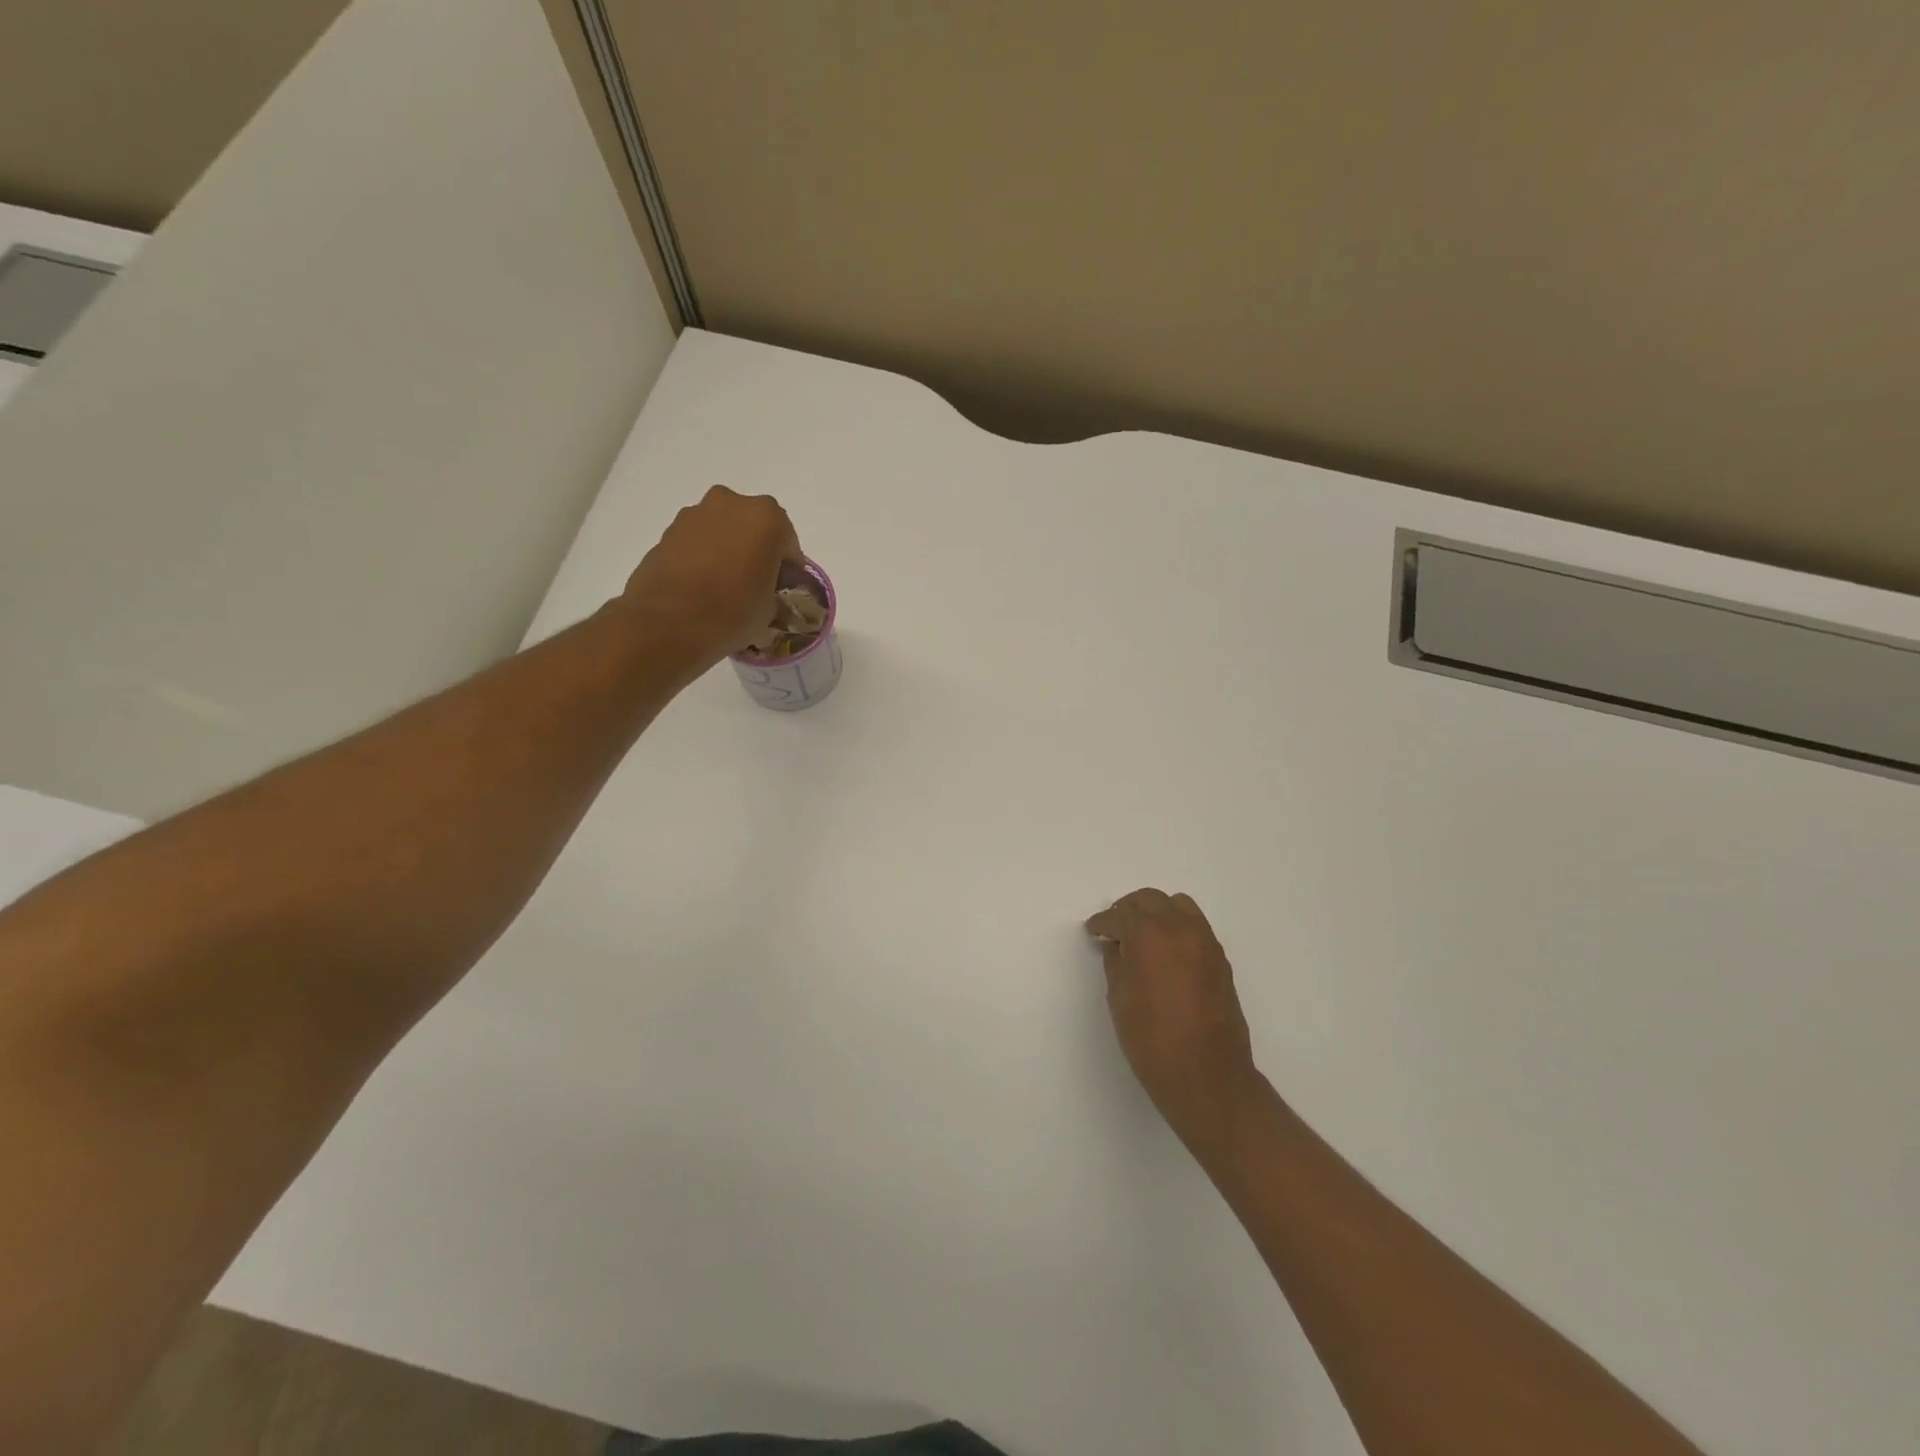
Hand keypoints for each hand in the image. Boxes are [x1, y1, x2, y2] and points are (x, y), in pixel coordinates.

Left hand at [622, 486, 802, 666]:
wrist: (668, 624)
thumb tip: (764, 591)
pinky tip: (701, 585)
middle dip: (756, 549)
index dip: (788, 568)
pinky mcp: (667, 531)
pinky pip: (697, 541)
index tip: (782, 588)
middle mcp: (731, 504)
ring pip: (722, 530)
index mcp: (767, 518)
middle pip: (753, 527)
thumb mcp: (771, 608)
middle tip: (754, 582)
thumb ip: (773, 589)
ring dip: (727, 550)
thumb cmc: (733, 612)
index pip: (788, 542)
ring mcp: (694, 514)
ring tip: (724, 585)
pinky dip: (703, 556)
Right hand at [1086, 889, 1259, 1146]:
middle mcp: (1179, 928)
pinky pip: (1195, 927)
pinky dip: (1177, 928)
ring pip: (1178, 906)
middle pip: (1150, 900)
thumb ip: (1116, 963)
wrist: (1207, 1075)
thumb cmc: (1152, 1039)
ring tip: (1142, 935)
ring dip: (1157, 912)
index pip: (1118, 917)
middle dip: (1128, 909)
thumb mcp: (1120, 999)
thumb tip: (1117, 947)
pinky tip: (1166, 952)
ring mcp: (1205, 941)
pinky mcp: (1220, 959)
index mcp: (1149, 934)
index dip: (1101, 923)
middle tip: (1114, 927)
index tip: (1092, 931)